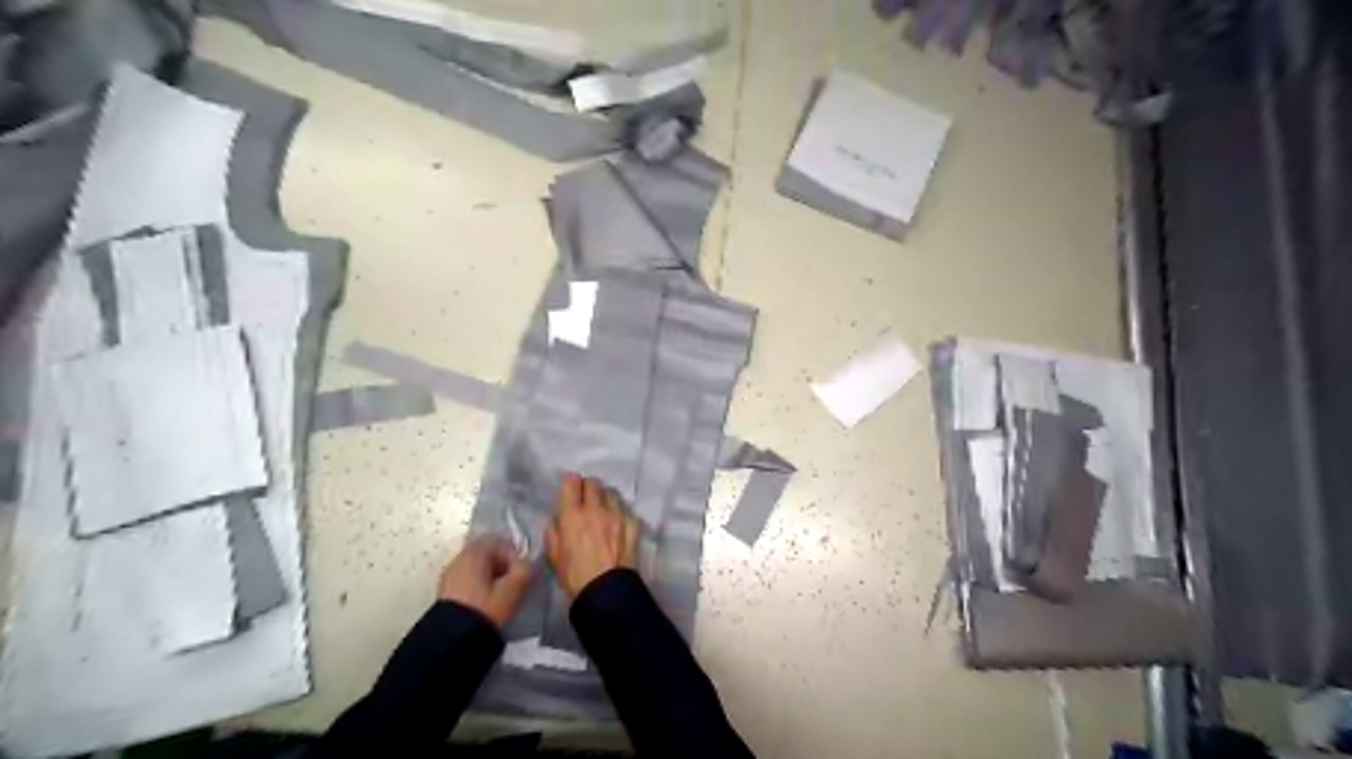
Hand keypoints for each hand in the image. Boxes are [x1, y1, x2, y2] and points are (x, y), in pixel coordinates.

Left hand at [440, 534, 532, 628]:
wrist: (451, 642)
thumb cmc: (485, 608)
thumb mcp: (512, 590)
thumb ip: (525, 571)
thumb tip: (528, 563)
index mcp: (474, 553)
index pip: (499, 540)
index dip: (514, 554)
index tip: (521, 572)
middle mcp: (459, 559)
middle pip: (487, 554)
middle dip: (504, 566)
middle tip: (515, 585)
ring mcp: (450, 576)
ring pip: (478, 569)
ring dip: (492, 578)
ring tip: (502, 597)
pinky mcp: (446, 593)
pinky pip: (468, 581)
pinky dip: (480, 588)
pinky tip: (487, 604)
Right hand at [544, 475, 638, 598]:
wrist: (607, 591)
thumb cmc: (575, 576)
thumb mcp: (554, 556)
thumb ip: (553, 532)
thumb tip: (557, 519)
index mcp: (573, 515)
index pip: (571, 482)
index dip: (570, 483)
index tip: (570, 488)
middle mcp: (596, 509)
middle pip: (593, 483)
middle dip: (588, 487)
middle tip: (586, 499)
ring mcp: (617, 514)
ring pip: (612, 492)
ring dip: (605, 497)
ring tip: (603, 509)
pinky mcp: (633, 523)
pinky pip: (625, 509)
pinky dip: (619, 512)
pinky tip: (617, 523)